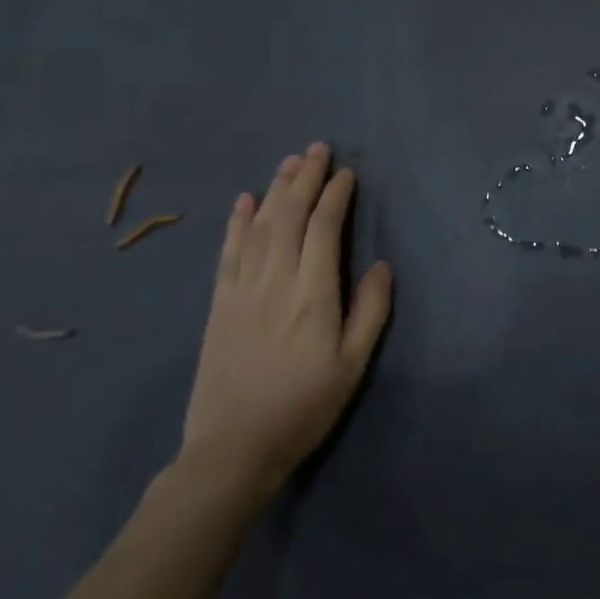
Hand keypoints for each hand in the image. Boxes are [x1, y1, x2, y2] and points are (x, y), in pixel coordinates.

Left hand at [178, 142, 393, 502]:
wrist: (233, 449)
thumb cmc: (304, 406)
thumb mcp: (353, 364)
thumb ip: (370, 310)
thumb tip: (380, 264)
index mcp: (313, 294)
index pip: (323, 228)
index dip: (335, 196)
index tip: (347, 173)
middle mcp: (275, 281)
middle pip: (288, 216)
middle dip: (304, 179)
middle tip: (317, 149)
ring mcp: (241, 290)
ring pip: (258, 226)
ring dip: (274, 190)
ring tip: (289, 163)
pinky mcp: (219, 304)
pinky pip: (227, 252)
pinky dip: (236, 222)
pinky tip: (243, 201)